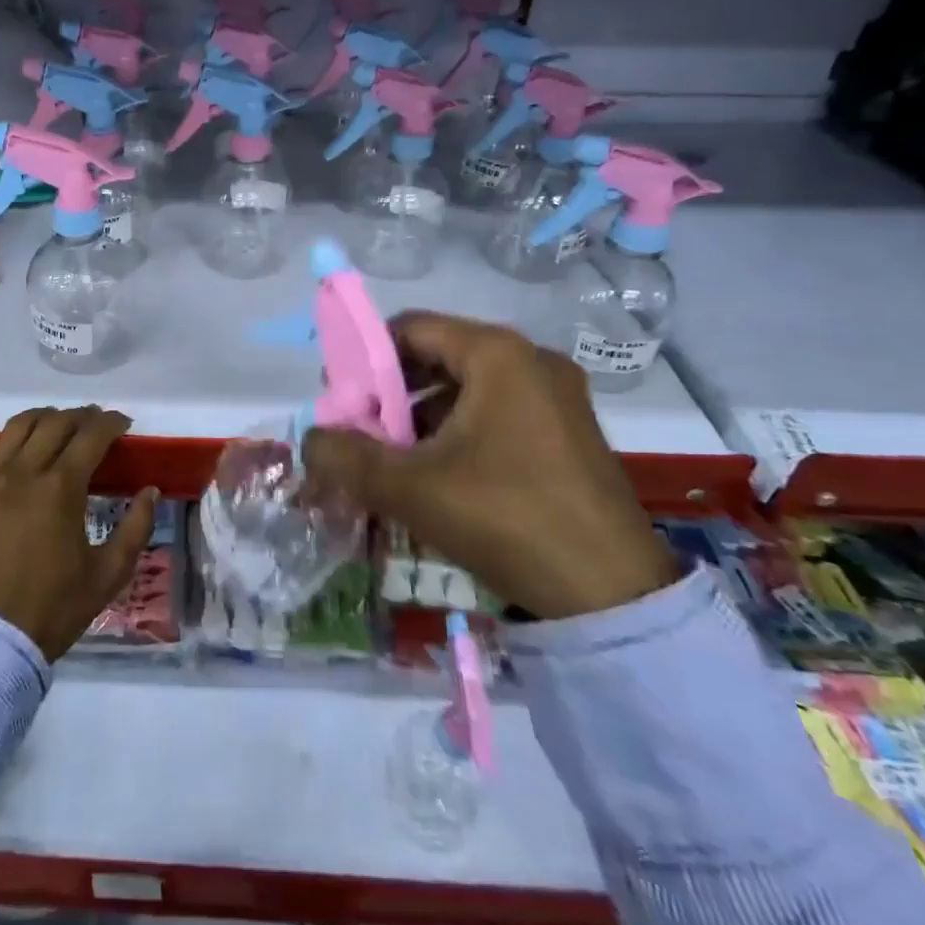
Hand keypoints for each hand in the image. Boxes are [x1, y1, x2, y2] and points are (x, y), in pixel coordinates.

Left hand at [0, 406, 158, 661]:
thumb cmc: (55, 608)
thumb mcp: (109, 574)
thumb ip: (135, 528)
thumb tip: (150, 491)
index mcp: (62, 489)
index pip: (92, 437)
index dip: (112, 423)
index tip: (124, 424)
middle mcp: (25, 473)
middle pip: (56, 424)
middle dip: (82, 417)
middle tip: (96, 425)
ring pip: (17, 427)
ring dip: (42, 416)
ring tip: (56, 423)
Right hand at [301, 313, 677, 619]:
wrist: (613, 596)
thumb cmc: (506, 518)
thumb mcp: (410, 487)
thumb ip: (346, 456)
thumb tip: (311, 441)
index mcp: (498, 353)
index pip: (410, 328)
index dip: (364, 358)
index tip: (340, 399)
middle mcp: (531, 360)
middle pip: (437, 355)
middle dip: (390, 393)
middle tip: (361, 432)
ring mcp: (557, 396)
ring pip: (466, 388)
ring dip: (421, 416)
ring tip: (394, 459)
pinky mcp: (569, 432)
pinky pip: (496, 412)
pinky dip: (457, 432)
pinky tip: (438, 475)